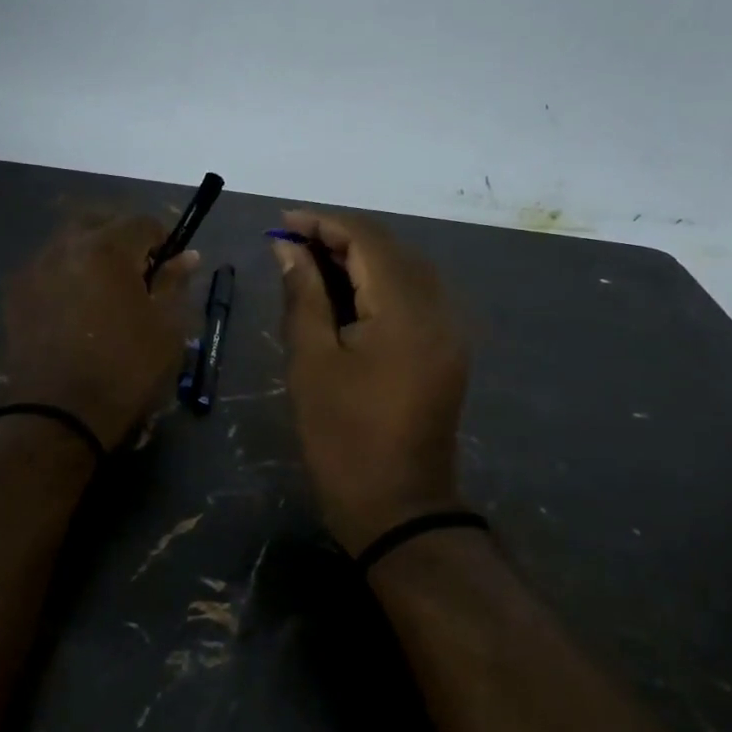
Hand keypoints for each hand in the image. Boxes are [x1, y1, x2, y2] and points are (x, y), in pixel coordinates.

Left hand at [1, 215, 198, 448]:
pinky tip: (76, 308)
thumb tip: (187, 256)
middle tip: (138, 274)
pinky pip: (47, 267)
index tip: (171, 267)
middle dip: (122, 239)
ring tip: (105, 292)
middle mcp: (65, 246)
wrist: (58, 415)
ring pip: (69, 242)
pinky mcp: (15, 294)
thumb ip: (175, 283)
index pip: (143, 222)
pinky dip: (66, 275)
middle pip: (99, 222)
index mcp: (107, 248)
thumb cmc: (125, 369)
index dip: (164, 241)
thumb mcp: (166, 327)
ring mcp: (34, 268)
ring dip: (91, 254)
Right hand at [272, 210, 470, 554]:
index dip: (323, 223)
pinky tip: (344, 296)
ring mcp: (449, 330)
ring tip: (310, 266)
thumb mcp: (311, 363)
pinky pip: (414, 298)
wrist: (398, 508)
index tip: (282, 223)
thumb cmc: (343, 438)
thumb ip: (303, 296)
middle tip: (291, 246)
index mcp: (406, 310)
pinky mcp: (447, 349)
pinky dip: (378, 286)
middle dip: (340, 238)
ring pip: (404, 271)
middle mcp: (439, 308)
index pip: (368, 239)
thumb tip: (289, 249)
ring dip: (359, 261)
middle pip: (391, 249)